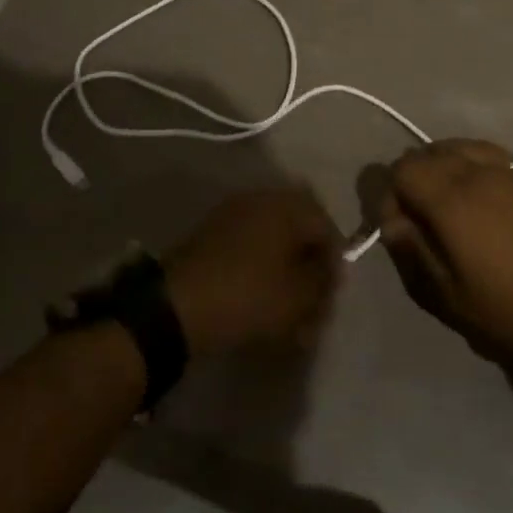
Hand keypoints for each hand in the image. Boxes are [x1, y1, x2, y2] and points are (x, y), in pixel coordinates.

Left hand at [164, 186, 341, 354]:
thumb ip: (322, 281)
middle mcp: (262, 199)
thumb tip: (328, 271)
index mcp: (286, 205)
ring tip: (288, 312)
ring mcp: (234, 213)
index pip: (326, 226)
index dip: (334, 263)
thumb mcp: (298, 296)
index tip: (331, 297)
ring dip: (286, 271)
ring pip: (274, 240)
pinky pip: (251, 247)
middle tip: (312, 304)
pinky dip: (262, 270)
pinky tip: (262, 302)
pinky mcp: (214, 234)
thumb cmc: (248, 296)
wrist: (178, 305)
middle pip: (299, 231)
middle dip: (309, 267)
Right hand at [379, 141, 512, 361]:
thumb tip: (392, 222)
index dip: (390, 196)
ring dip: (439, 166)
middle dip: (411, 180)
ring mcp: (502, 168)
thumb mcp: (447, 296)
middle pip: (424, 153)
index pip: (401, 170)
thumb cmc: (506, 307)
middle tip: (419, 219)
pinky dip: (467, 160)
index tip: (400, 228)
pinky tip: (474, 189)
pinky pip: (482, 150)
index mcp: (449, 198)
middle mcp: (472, 171)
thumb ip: (411, 252)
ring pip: (454, 146)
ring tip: (446, 201)